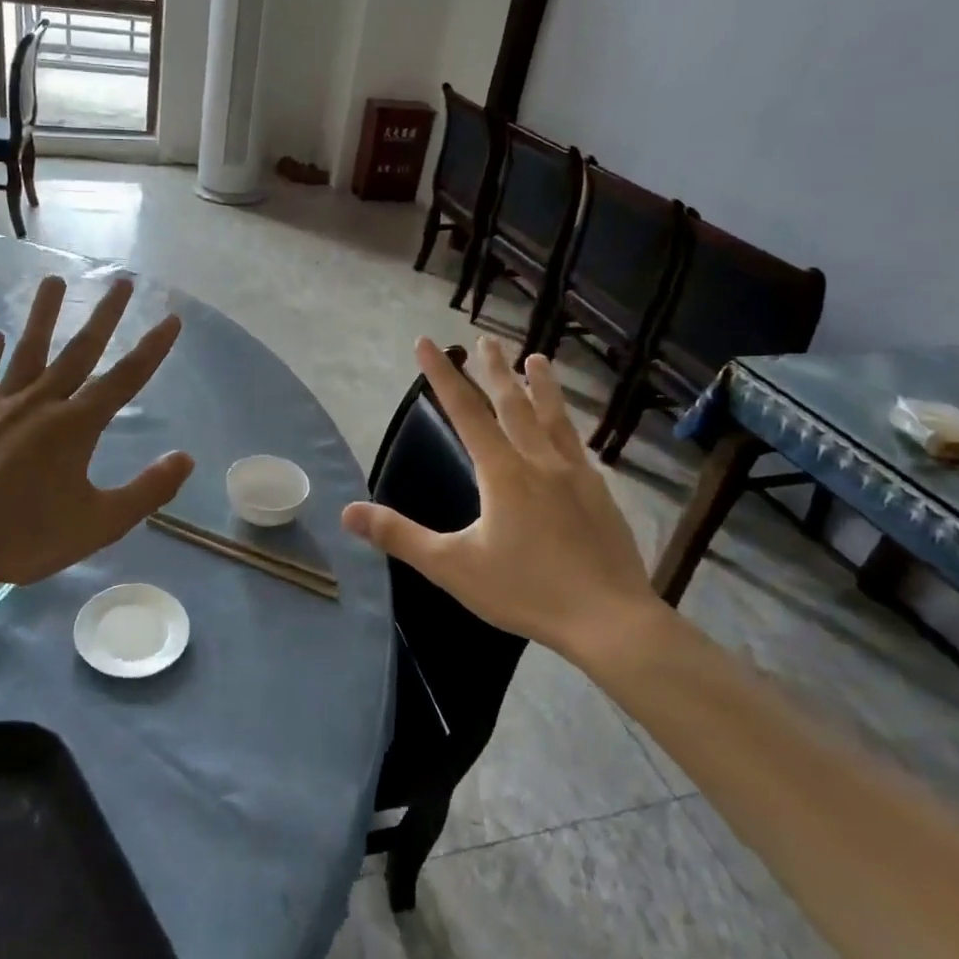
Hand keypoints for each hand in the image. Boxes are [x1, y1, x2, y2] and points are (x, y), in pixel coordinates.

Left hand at [0, 275, 194, 587]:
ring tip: (53, 280)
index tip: (171, 318)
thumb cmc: (28, 536)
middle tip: (121, 282)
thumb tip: (186, 458)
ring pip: (27, 351)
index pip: (125, 379)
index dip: (152, 348)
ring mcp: (1, 407)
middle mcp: (41, 404)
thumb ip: (147, 490)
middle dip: (105, 316)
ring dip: (43, 315)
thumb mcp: (100, 523)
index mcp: (76, 426)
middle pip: (79, 351)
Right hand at [342, 336, 661, 658]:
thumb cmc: (526, 590)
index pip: (464, 411)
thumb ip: (400, 536)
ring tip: (537, 358)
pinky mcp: (599, 493)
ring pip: (553, 417)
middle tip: (485, 339)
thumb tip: (348, 511)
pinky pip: (577, 444)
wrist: (610, 619)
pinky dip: (567, 423)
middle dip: (494, 369)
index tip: (426, 342)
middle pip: (513, 403)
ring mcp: (575, 474)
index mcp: (502, 472)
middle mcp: (538, 461)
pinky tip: (569, 428)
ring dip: (542, 385)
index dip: (442, 375)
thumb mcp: (452, 566)